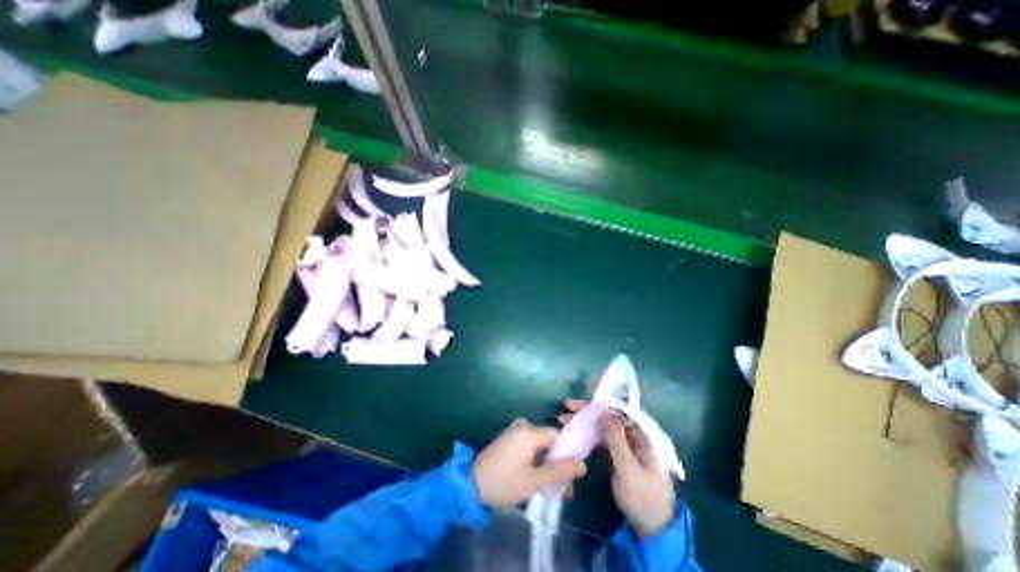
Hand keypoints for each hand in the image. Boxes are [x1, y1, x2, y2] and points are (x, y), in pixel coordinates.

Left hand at [472, 418, 585, 507]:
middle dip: (555, 462)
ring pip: (540, 444)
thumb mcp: (534, 481)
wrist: (470, 484)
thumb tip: (582, 465)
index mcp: (529, 431)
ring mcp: (514, 430)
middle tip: (558, 487)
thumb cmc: (503, 483)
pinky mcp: (509, 437)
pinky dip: (535, 459)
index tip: (567, 477)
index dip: (565, 456)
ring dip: (546, 463)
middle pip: (549, 441)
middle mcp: (523, 425)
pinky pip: (529, 445)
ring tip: (547, 486)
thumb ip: (559, 472)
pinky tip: (535, 476)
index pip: (557, 437)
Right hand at [560, 400, 674, 536]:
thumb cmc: (643, 496)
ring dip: (583, 420)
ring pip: (601, 425)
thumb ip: (617, 439)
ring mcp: (623, 444)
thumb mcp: (628, 468)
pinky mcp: (615, 454)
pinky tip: (572, 432)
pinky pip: (599, 438)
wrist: (650, 528)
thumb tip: (606, 411)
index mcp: (641, 434)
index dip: (606, 395)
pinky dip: (586, 433)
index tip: (590, 384)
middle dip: (588, 408)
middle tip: (567, 405)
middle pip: (609, 415)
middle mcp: (632, 434)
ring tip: (563, 418)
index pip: (623, 407)